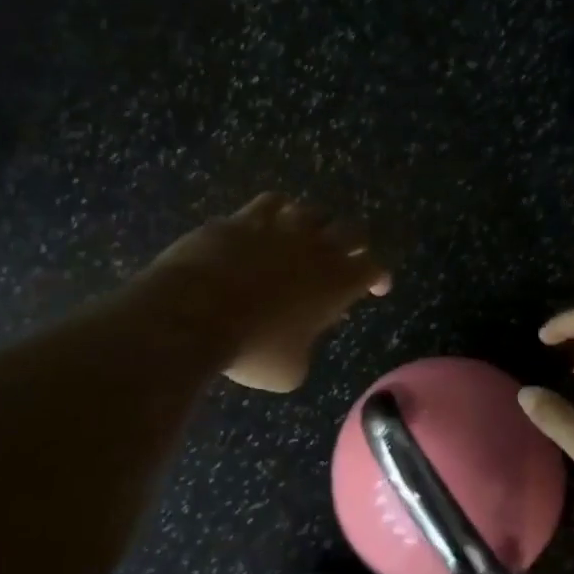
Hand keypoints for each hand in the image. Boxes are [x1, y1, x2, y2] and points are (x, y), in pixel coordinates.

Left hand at [148, 193, 390, 392]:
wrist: (194, 314)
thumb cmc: (251, 349)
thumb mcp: (289, 370)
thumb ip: (305, 350)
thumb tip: (299, 343)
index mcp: (337, 283)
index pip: (374, 268)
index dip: (379, 277)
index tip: (377, 287)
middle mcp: (316, 248)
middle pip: (353, 231)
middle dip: (355, 244)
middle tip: (349, 257)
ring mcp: (279, 228)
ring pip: (313, 211)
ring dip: (316, 225)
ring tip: (307, 237)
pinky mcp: (243, 219)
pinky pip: (271, 202)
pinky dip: (278, 211)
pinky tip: (270, 219)